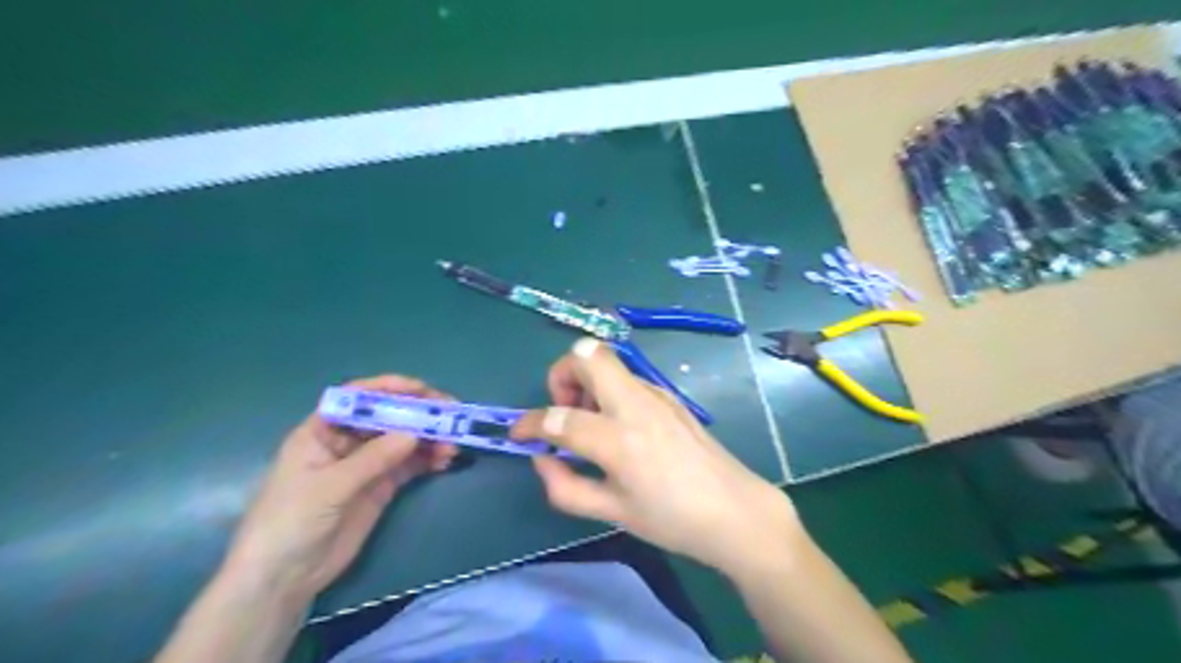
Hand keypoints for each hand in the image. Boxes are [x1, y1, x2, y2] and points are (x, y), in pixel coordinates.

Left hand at [222, 377, 458, 600]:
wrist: (282, 579)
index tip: (421, 389)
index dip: (389, 388)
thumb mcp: (329, 487)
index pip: (358, 398)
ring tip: (453, 444)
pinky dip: (428, 459)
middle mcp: (347, 442)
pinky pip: (409, 465)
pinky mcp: (380, 487)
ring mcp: (366, 465)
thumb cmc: (289, 522)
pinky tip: (445, 460)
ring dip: (429, 438)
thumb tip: (414, 434)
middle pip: (387, 417)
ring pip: (404, 440)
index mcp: (323, 431)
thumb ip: (372, 459)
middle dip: (419, 413)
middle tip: (450, 414)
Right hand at [513, 339, 797, 573]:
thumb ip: (565, 487)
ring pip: (608, 361)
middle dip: (561, 375)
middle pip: (587, 354)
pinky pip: (627, 378)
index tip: (519, 434)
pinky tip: (619, 427)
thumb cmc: (673, 520)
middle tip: (564, 411)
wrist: (735, 510)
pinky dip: (608, 391)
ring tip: (591, 424)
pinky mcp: (669, 396)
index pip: (559, 417)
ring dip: (586, 383)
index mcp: (619, 439)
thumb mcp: (612, 513)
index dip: (530, 423)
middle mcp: (636, 405)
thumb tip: (541, 457)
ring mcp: (656, 395)